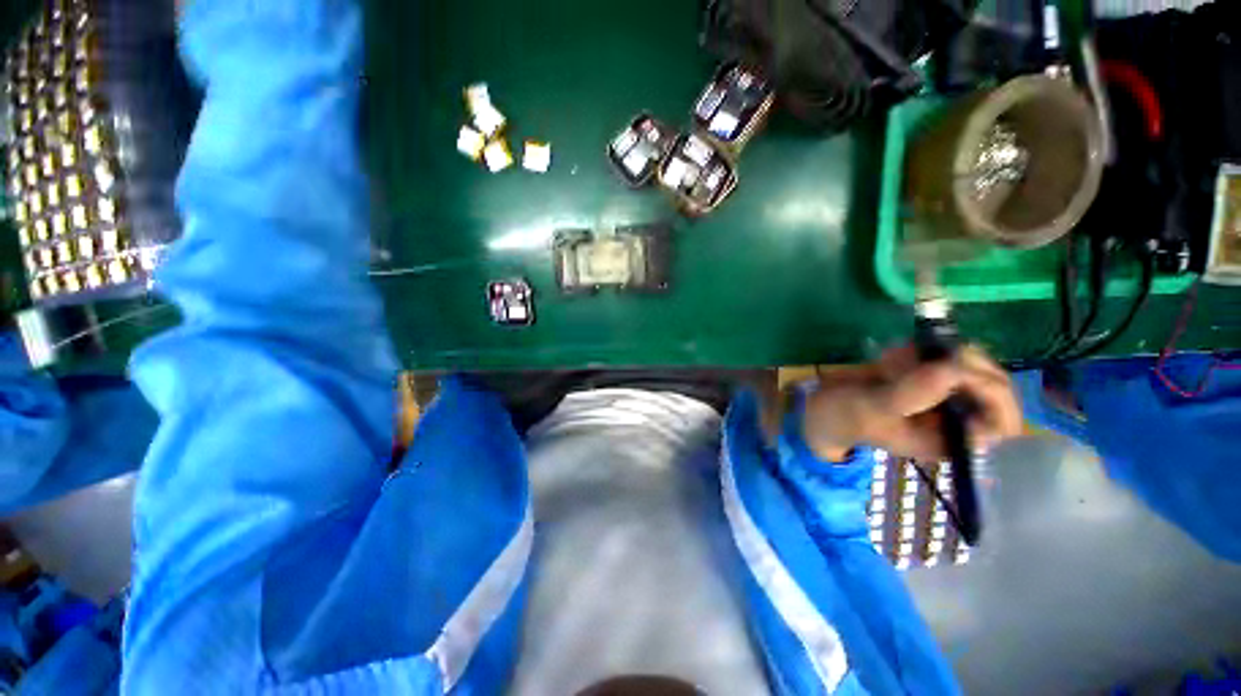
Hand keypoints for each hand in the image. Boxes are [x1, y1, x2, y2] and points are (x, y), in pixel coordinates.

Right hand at [801, 345, 1022, 460]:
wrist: (824, 406)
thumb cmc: (845, 416)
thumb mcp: (871, 409)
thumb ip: (910, 395)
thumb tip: (952, 370)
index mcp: (949, 440)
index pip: (1001, 422)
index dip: (992, 396)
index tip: (957, 373)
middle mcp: (954, 418)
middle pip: (995, 387)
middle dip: (964, 366)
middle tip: (928, 355)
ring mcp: (942, 394)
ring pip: (971, 364)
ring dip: (937, 355)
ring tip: (898, 359)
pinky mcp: (926, 375)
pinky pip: (942, 353)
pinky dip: (920, 348)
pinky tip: (889, 357)